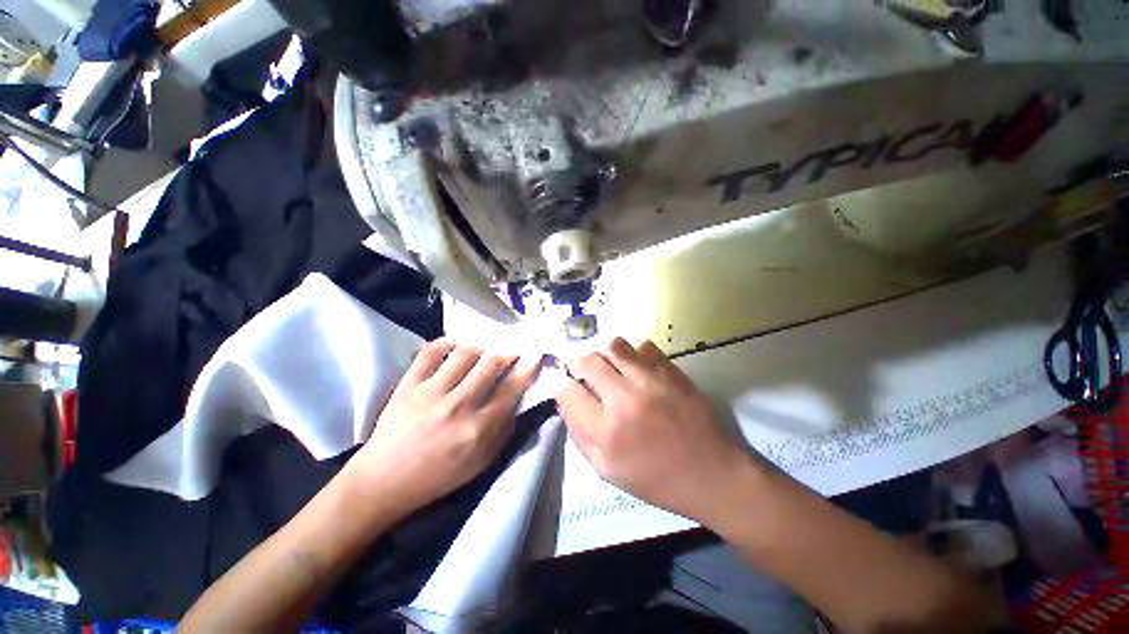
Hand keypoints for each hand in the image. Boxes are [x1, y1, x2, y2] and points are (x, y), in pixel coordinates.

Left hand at [345, 340, 538, 521]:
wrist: (385, 481)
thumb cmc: (438, 476)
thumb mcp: (481, 463)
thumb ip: (504, 431)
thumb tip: (517, 401)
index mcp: (479, 428)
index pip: (511, 389)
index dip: (527, 368)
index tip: (535, 354)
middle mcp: (459, 405)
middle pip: (491, 363)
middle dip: (507, 352)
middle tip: (510, 351)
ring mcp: (431, 392)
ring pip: (465, 353)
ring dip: (481, 347)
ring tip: (484, 350)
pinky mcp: (409, 384)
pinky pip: (430, 352)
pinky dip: (446, 342)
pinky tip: (456, 345)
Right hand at [556, 338, 754, 524]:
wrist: (712, 474)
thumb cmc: (657, 479)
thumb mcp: (608, 471)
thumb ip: (580, 436)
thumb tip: (565, 403)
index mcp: (606, 430)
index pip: (567, 391)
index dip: (561, 386)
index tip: (566, 387)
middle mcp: (625, 398)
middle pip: (587, 360)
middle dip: (576, 361)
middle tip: (580, 369)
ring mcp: (651, 380)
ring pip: (614, 346)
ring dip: (603, 353)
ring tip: (607, 365)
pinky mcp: (672, 371)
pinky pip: (644, 347)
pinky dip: (634, 353)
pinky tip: (636, 367)